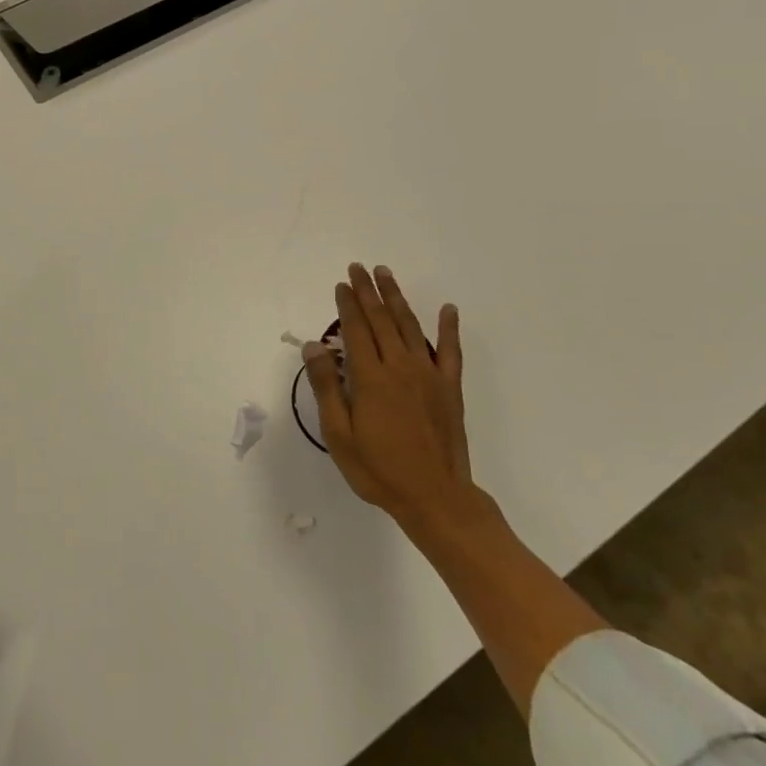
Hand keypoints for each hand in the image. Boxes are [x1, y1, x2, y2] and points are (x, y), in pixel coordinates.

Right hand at [303, 264, 483, 535]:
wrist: (435, 498)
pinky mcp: (450, 388)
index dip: (347, 304)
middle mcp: (400, 367)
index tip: (341, 284)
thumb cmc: (379, 470)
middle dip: (368, 292)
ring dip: (397, 298)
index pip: (355, 330)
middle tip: (359, 268)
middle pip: (381, 320)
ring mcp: (429, 375)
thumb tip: (314, 346)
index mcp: (371, 378)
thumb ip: (327, 387)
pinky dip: (449, 328)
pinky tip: (448, 309)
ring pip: (411, 326)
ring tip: (386, 275)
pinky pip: (451, 351)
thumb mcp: (339, 434)